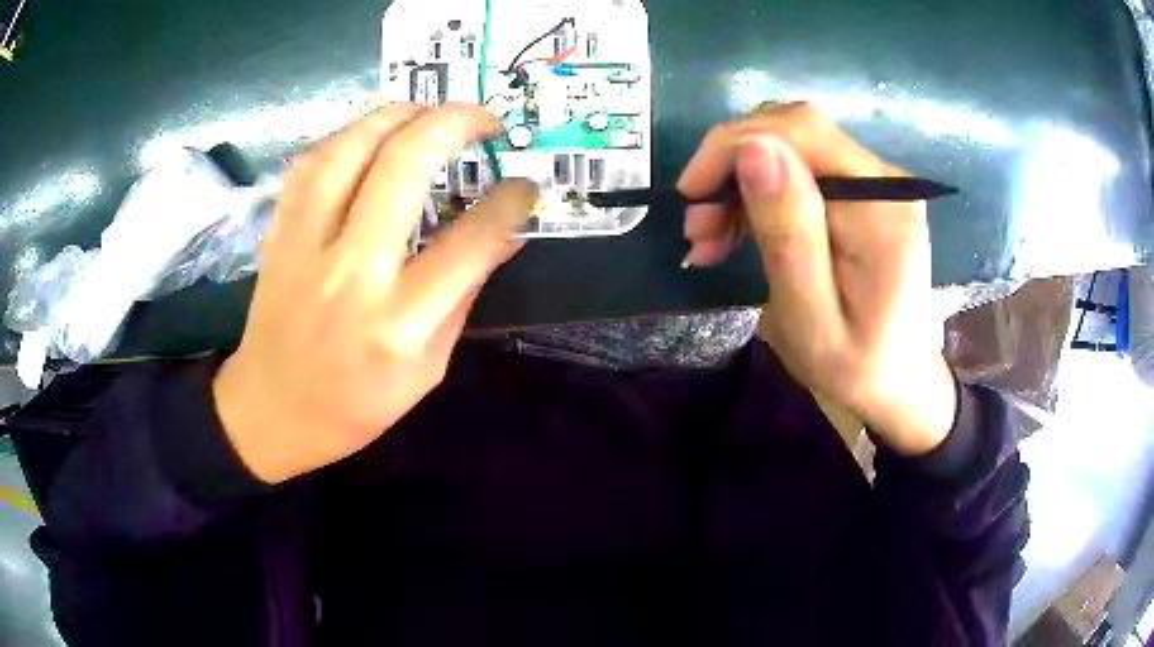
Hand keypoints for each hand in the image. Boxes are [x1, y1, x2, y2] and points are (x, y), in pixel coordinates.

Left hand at [213, 105, 538, 483]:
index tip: (525, 185)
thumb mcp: (427, 369)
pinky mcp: (279, 234)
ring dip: (398, 115)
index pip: (468, 242)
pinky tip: (371, 136)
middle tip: (485, 120)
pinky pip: (311, 163)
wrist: (270, 411)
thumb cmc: (355, 405)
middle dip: (455, 124)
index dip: (508, 202)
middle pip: (404, 166)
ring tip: (430, 112)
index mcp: (397, 323)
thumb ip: (464, 296)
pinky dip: (347, 135)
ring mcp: (306, 246)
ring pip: (351, 148)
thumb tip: (506, 237)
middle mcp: (351, 272)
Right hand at [679, 102, 955, 455]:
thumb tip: (752, 149)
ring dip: (738, 183)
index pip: (800, 132)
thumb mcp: (810, 316)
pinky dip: (758, 196)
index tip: (690, 195)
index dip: (734, 144)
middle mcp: (883, 180)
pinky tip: (733, 232)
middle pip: (793, 131)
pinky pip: (799, 172)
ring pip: (789, 148)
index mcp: (881, 207)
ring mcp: (874, 184)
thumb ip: (789, 233)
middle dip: (731, 165)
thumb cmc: (854, 366)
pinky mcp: (861, 195)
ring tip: (707, 238)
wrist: (896, 381)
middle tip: (697, 225)